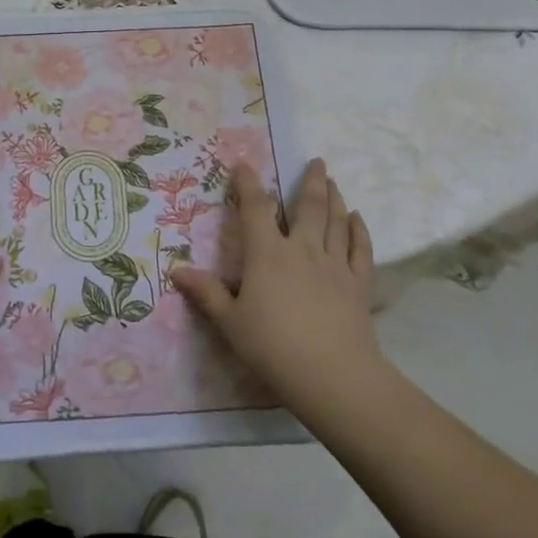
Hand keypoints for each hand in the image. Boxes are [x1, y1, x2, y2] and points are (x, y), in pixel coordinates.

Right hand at [171, 158, 384, 421]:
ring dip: (335, 198)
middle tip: (316, 161)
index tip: (243, 166)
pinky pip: (360, 249)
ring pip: (335, 222)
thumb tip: (177, 271)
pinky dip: (359, 231)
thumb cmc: (273, 347)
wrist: (332, 375)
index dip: (248, 185)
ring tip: (333, 181)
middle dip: (310, 181)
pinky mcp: (358, 284)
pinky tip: (357, 219)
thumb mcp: (230, 322)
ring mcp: (334, 265)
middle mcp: (302, 249)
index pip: (255, 209)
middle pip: (308, 207)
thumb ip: (207, 293)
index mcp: (267, 254)